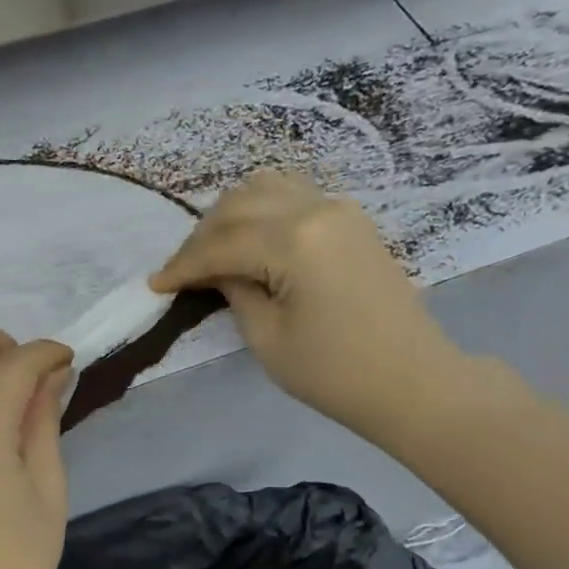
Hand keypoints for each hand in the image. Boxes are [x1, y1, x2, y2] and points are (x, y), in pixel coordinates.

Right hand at [150, 171, 468, 444]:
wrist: (412, 381)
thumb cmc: (335, 373)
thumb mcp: (267, 338)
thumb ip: (234, 291)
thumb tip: (214, 269)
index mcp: (295, 241)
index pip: (222, 243)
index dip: (183, 264)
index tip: (155, 285)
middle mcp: (316, 208)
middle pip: (239, 203)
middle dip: (203, 236)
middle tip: (183, 273)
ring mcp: (339, 208)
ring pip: (266, 187)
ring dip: (232, 215)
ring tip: (214, 252)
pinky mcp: (351, 219)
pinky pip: (294, 195)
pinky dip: (263, 209)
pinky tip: (251, 239)